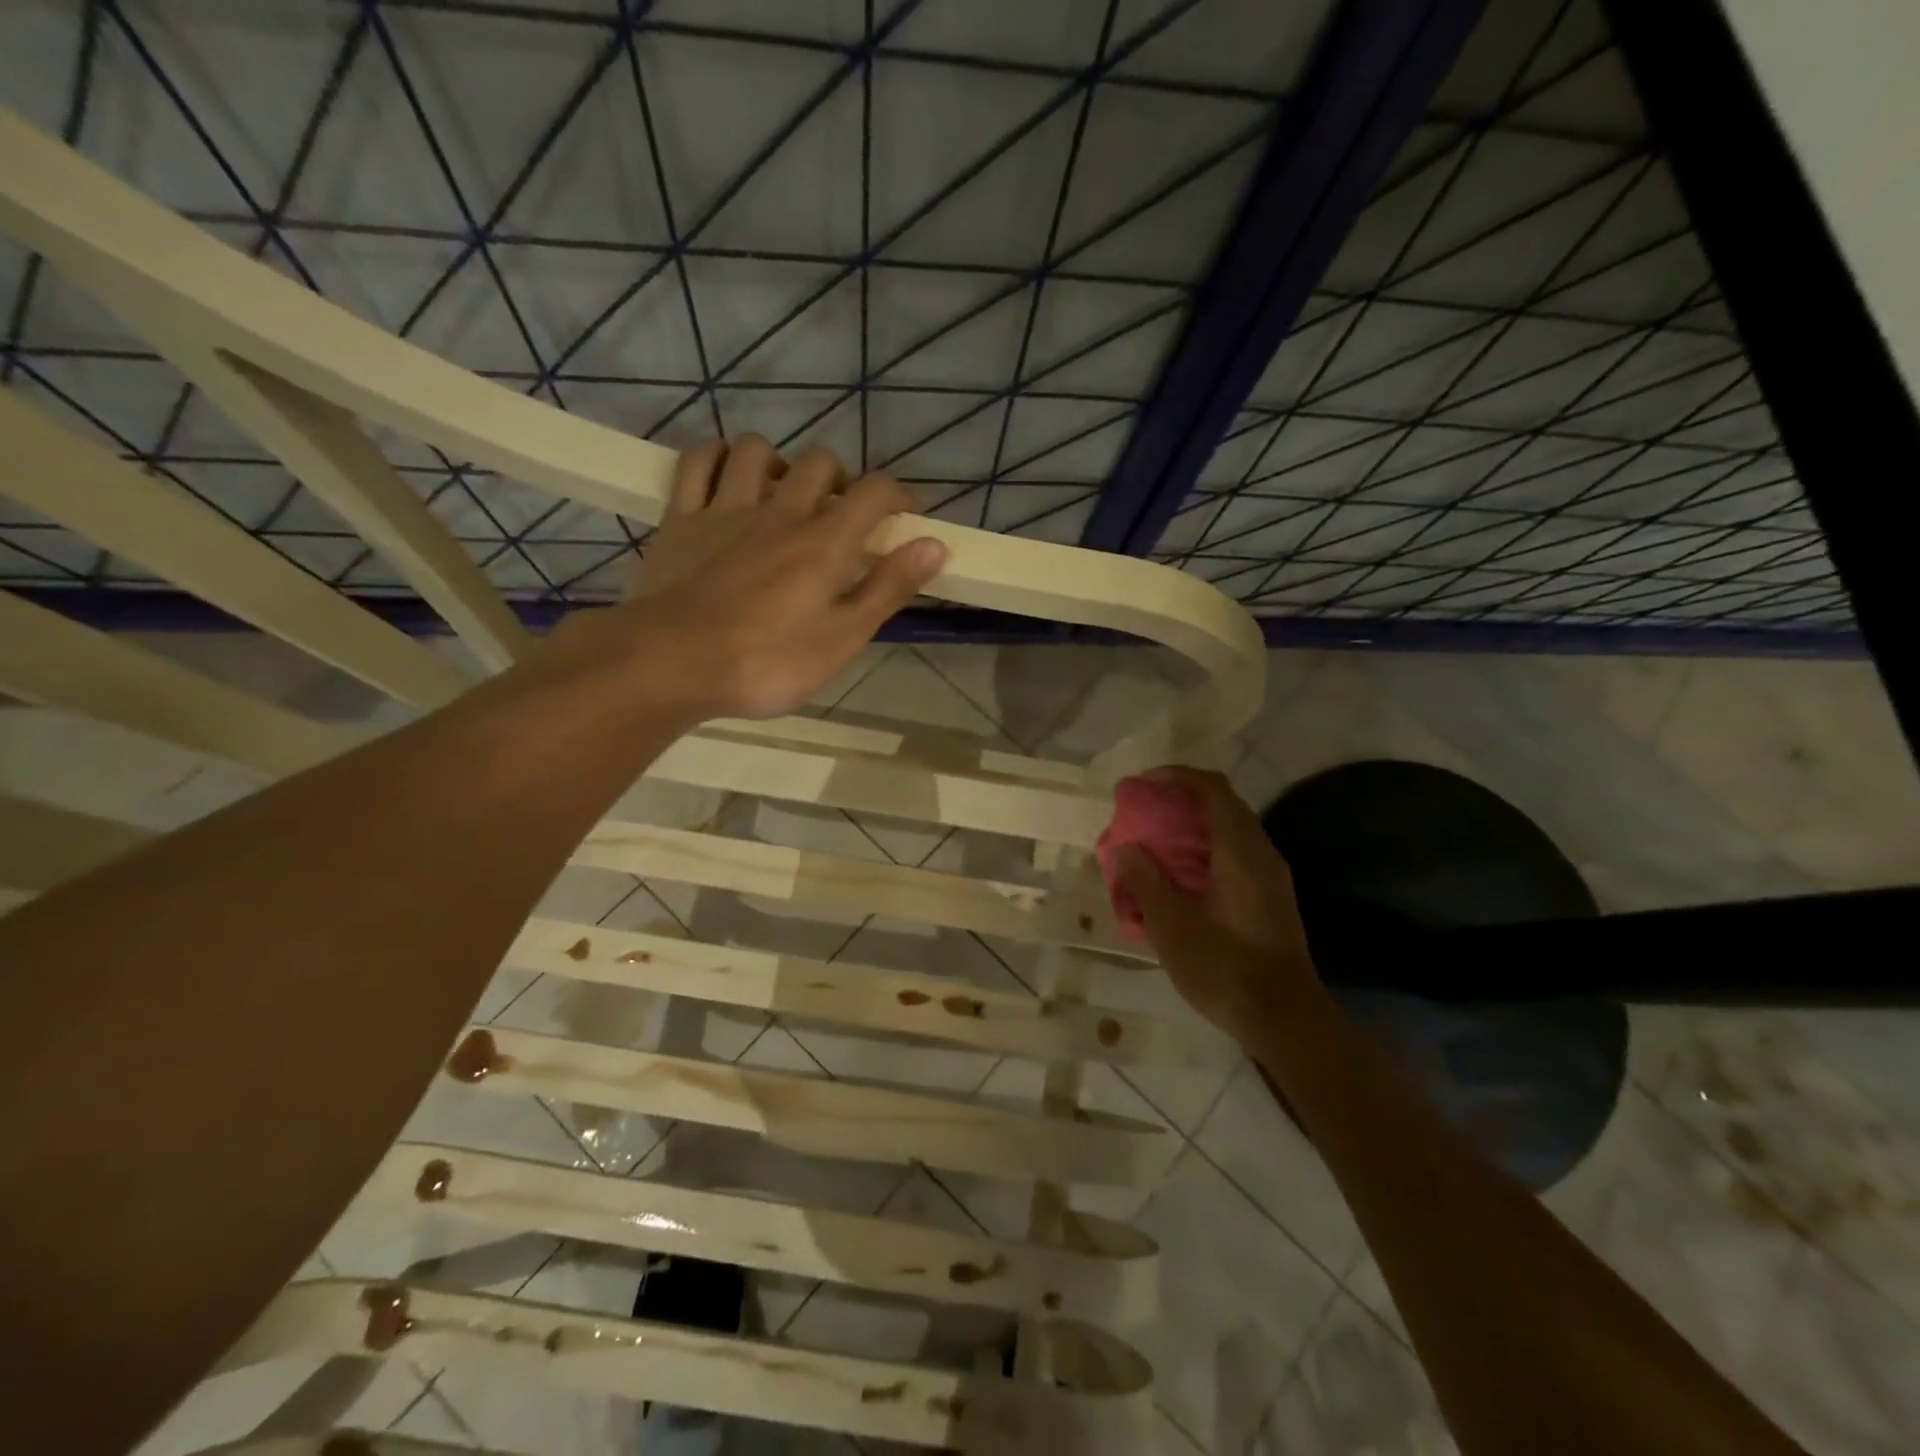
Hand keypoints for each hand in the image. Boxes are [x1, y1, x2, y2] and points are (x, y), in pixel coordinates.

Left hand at [562, 435, 946, 721]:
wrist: (670, 664)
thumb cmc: (766, 662)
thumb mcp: (842, 638)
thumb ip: (888, 588)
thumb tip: (935, 545)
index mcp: (825, 542)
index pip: (875, 492)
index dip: (899, 495)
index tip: (907, 516)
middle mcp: (780, 511)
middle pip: (821, 462)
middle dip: (842, 479)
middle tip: (843, 516)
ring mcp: (726, 509)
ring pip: (759, 452)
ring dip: (781, 464)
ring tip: (785, 496)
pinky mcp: (681, 518)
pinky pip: (698, 462)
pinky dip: (718, 458)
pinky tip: (728, 476)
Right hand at [1118, 766, 1321, 1041]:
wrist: (1285, 1020)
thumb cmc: (1225, 968)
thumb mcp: (1172, 925)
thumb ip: (1146, 880)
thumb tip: (1127, 848)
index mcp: (1240, 851)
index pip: (1211, 788)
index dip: (1174, 776)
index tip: (1139, 786)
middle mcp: (1260, 854)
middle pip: (1219, 807)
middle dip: (1176, 804)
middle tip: (1139, 818)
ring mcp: (1269, 877)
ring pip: (1225, 834)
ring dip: (1186, 833)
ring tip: (1150, 850)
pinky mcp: (1268, 899)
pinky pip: (1230, 859)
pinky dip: (1199, 856)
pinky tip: (1175, 884)